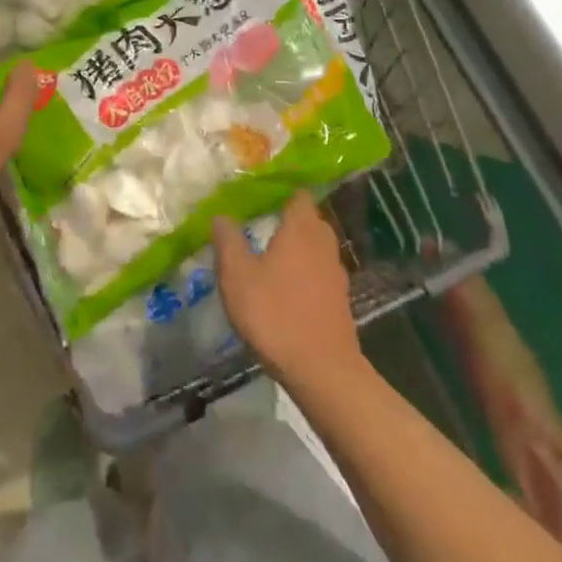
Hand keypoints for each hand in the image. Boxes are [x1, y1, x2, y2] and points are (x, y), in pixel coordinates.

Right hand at [213, 193, 363, 390]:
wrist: (322, 370)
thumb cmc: (275, 314)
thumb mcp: (237, 276)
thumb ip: (228, 240)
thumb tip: (222, 215)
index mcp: (301, 229)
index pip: (298, 195)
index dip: (281, 191)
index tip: (259, 194)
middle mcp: (323, 243)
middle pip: (309, 219)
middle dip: (287, 218)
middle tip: (260, 223)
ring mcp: (335, 273)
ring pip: (315, 247)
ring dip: (296, 247)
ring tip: (269, 255)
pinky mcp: (339, 300)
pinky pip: (320, 272)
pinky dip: (304, 271)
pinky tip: (286, 287)